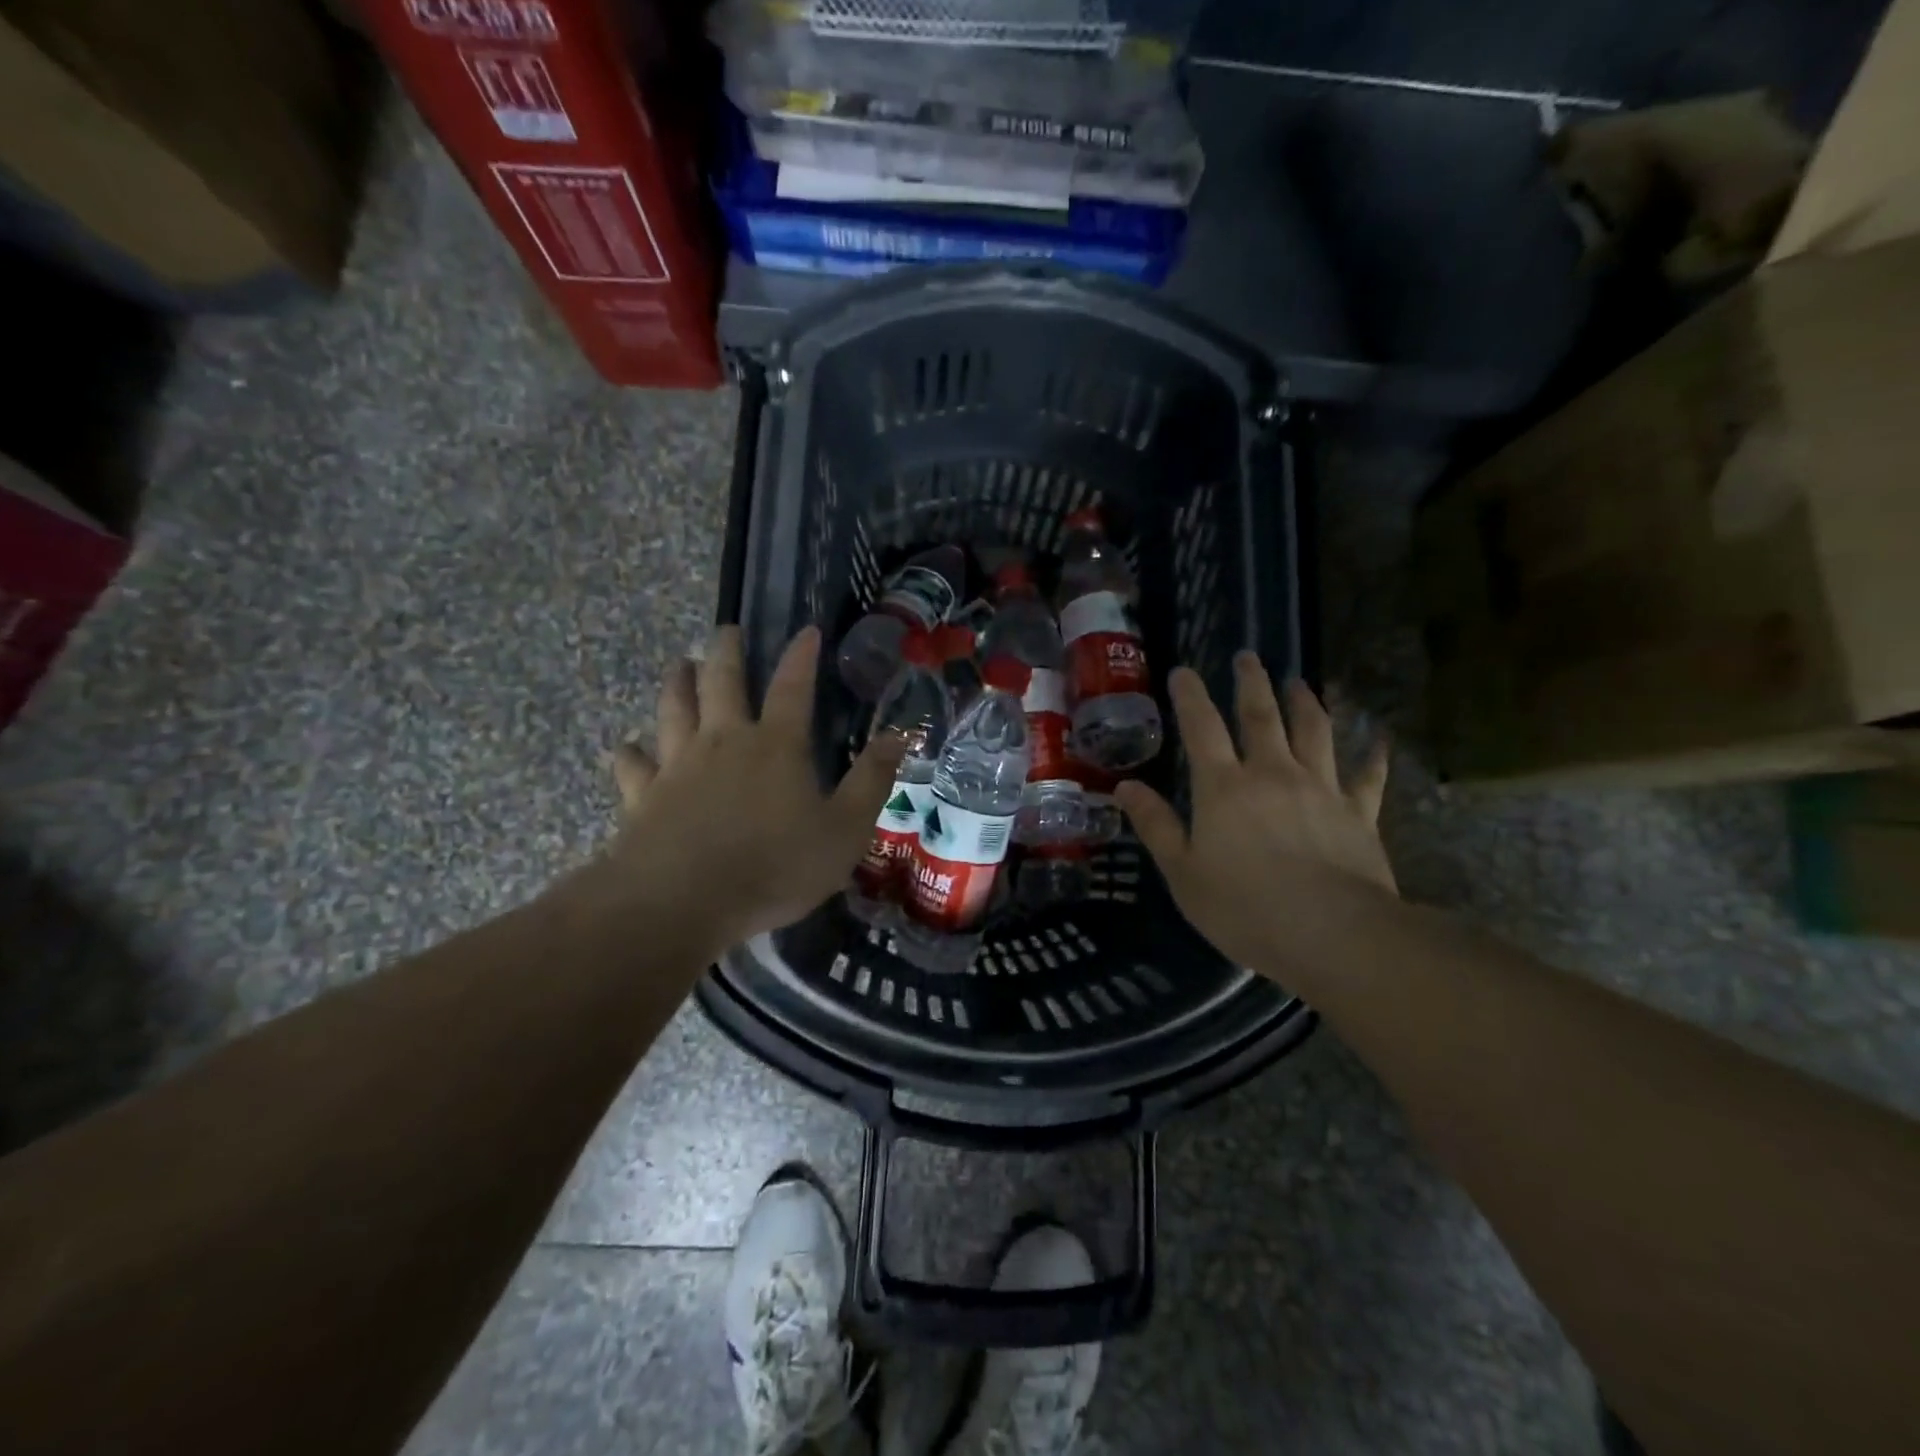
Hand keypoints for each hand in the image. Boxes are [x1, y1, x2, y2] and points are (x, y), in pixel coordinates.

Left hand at [592, 626, 905, 952]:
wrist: (682, 902)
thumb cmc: (774, 867)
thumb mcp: (845, 831)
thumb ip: (872, 781)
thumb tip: (898, 736)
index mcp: (776, 746)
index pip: (793, 687)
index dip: (801, 656)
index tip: (805, 630)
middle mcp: (724, 742)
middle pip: (721, 682)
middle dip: (726, 651)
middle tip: (726, 630)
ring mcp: (677, 766)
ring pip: (673, 710)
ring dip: (677, 683)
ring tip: (680, 666)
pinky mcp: (642, 797)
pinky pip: (633, 765)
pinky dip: (631, 752)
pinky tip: (629, 747)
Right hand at [1116, 654, 1393, 978]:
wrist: (1333, 934)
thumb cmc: (1245, 907)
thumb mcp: (1182, 872)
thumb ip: (1156, 825)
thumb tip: (1125, 787)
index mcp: (1224, 787)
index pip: (1202, 728)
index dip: (1191, 696)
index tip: (1185, 671)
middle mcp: (1273, 774)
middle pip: (1262, 716)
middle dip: (1252, 683)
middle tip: (1248, 656)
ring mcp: (1321, 789)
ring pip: (1314, 732)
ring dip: (1306, 703)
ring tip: (1301, 681)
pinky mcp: (1359, 813)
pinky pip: (1368, 777)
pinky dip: (1373, 756)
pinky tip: (1380, 740)